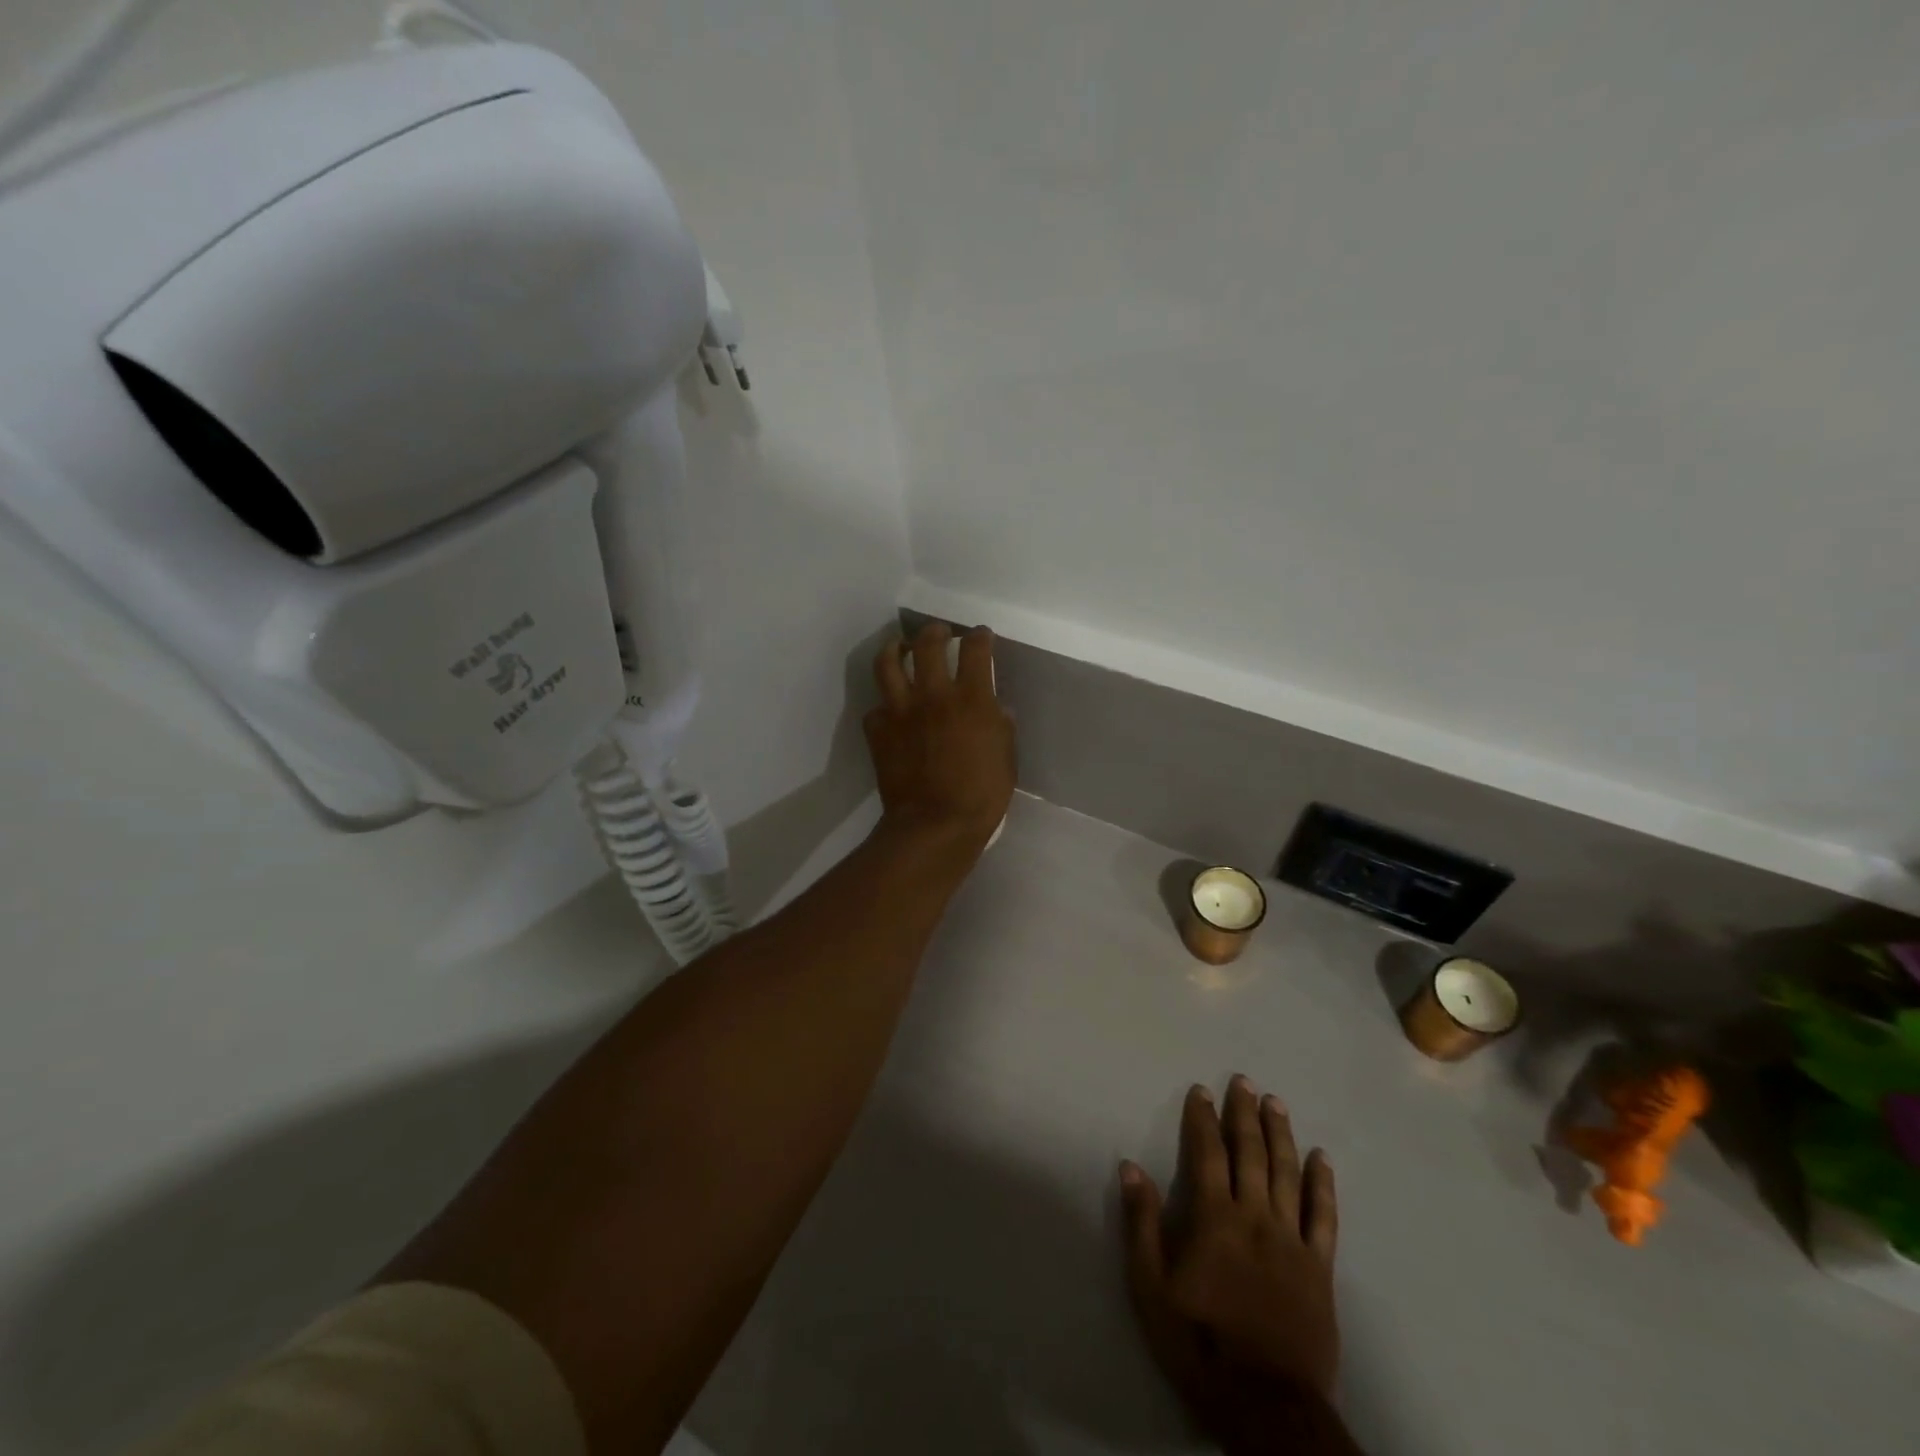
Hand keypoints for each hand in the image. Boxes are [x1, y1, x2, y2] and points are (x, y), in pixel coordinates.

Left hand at [866, 622, 1016, 851]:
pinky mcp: (878, 732)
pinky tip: (890, 712)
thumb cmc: (981, 796)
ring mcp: (901, 711)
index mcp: (971, 699)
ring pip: (888, 664)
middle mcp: (933, 695)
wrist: (935, 825)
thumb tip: (996, 710)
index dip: (980, 637)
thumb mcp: (1006, 758)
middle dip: (935, 632)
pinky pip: (875, 709)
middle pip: (928, 645)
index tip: (981, 636)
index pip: (975, 650)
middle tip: (939, 634)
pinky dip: (884, 707)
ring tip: (900, 648)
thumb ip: (1000, 727)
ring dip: (895, 650)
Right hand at [1121, 1076, 1343, 1451]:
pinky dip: (1322, 1184)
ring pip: (1287, 1173)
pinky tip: (1321, 1158)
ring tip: (1276, 1102)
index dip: (1203, 1118)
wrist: (1267, 1404)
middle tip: (1244, 1081)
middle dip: (1244, 1113)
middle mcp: (1255, 1217)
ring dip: (1280, 1133)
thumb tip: (1131, 1167)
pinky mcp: (1319, 1268)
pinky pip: (1324, 1216)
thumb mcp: (1151, 1288)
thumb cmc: (1200, 1343)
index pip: (1208, 1153)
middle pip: (1251, 1153)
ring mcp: (1291, 1240)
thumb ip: (1141, 1224)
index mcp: (1215, 1218)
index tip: (1202, 1090)